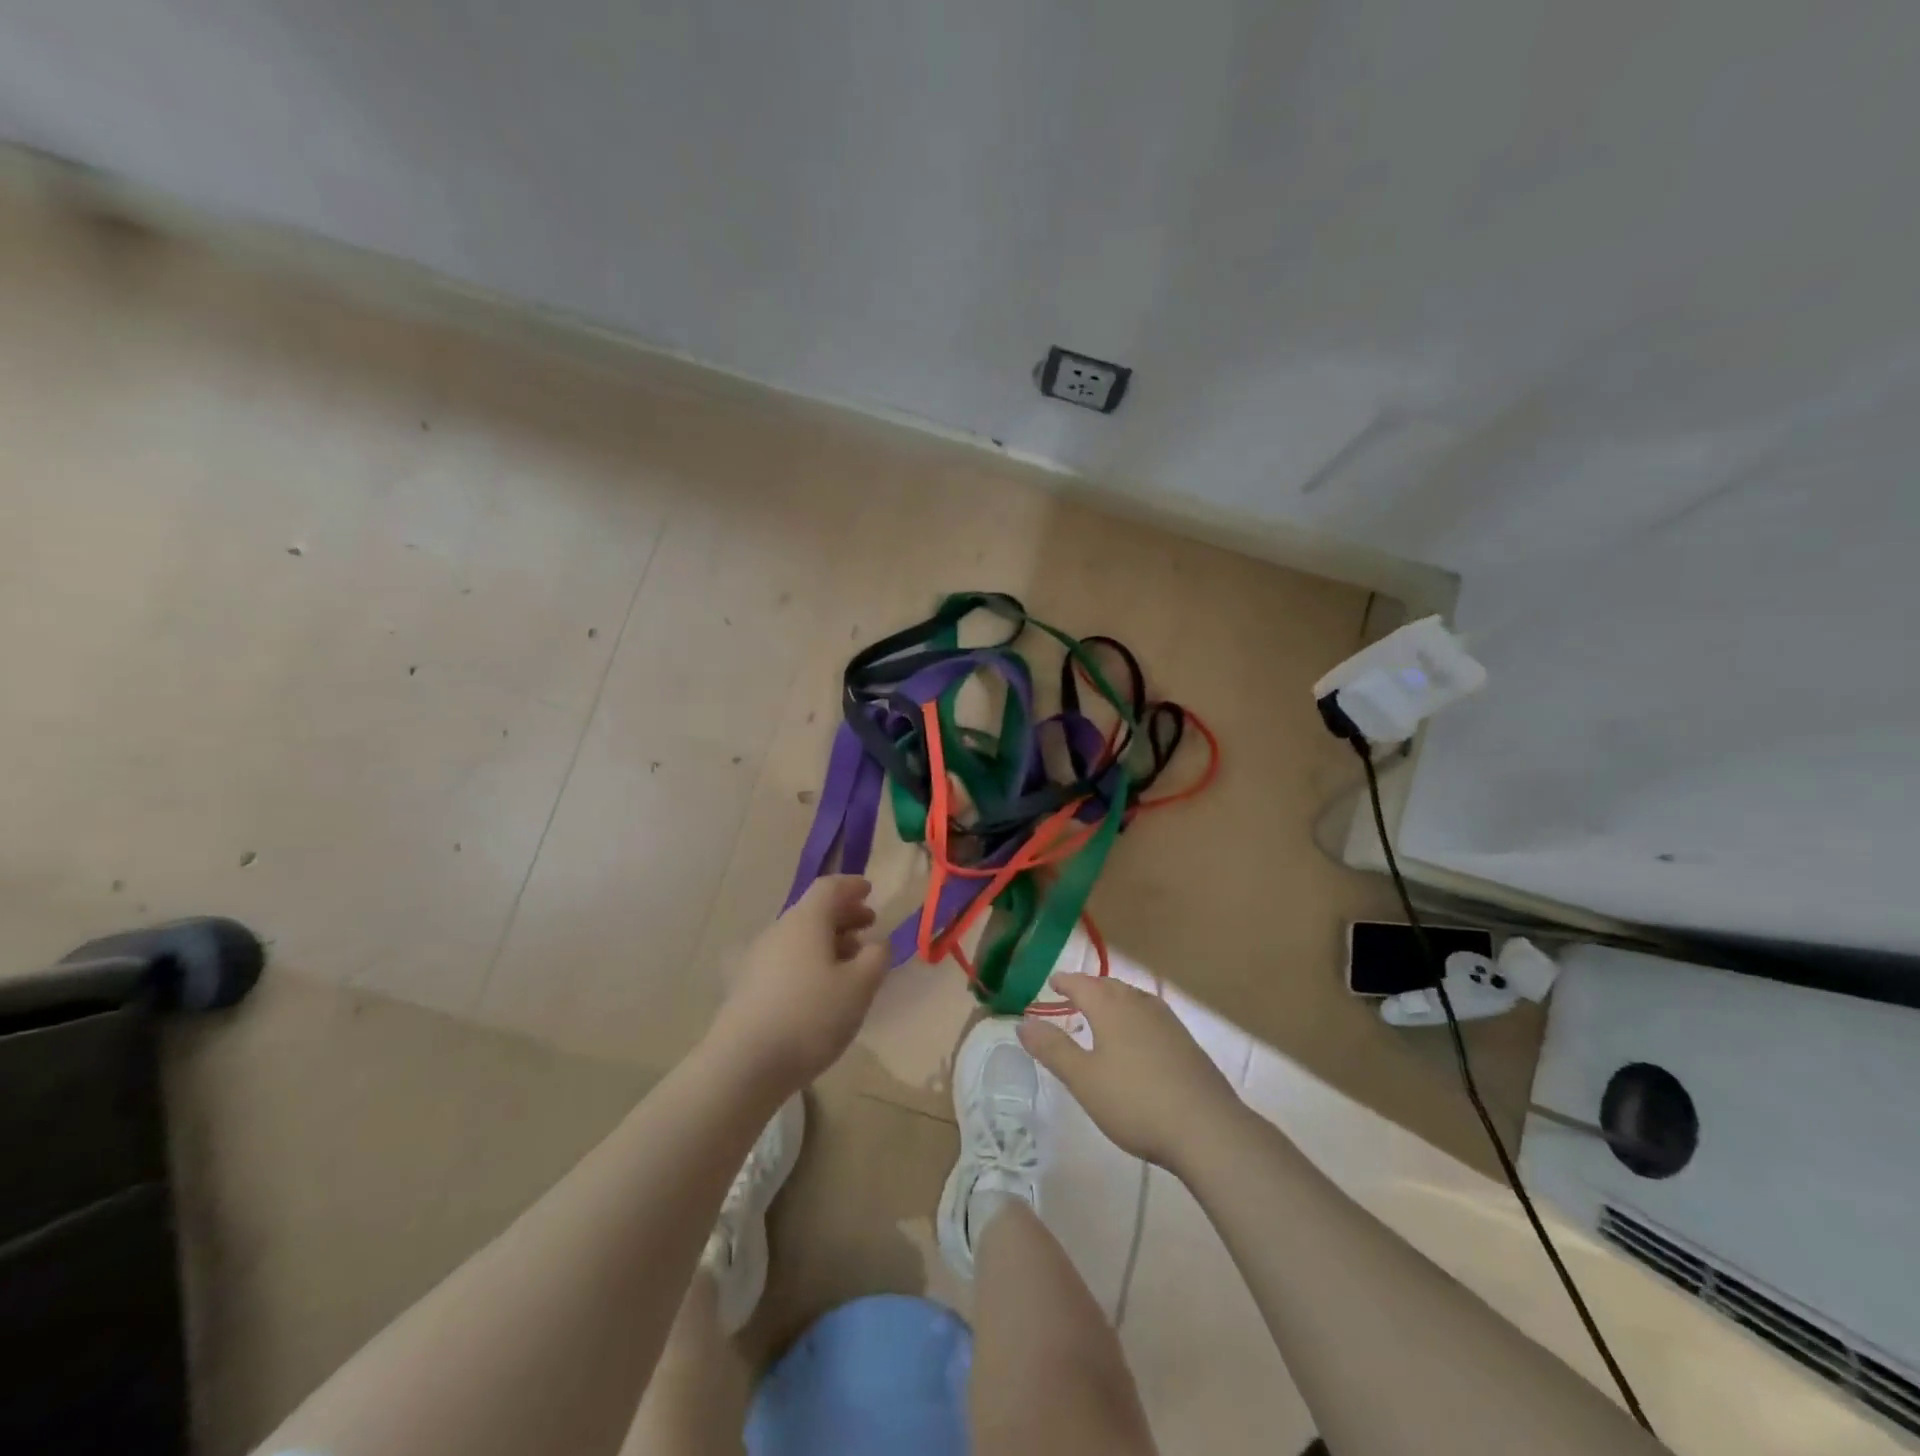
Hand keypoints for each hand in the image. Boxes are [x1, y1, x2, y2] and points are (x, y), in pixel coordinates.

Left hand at [705, 876, 889, 1099]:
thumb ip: (876, 958)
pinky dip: (809, 961)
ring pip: (799, 937)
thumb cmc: (810, 1015)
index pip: (829, 887)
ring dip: (828, 940)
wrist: (744, 1064)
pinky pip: (786, 960)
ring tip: (851, 961)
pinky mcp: (747, 987)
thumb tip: (877, 943)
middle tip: (868, 925)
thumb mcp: (859, 987)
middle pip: (813, 911)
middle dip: (843, 915)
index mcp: (806, 920)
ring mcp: (758, 959)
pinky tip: (822, 988)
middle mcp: (779, 931)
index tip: (869, 890)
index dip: (851, 886)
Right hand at [1018, 973, 1243, 1171]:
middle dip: (1089, 988)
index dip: (1064, 982)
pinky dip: (1133, 1016)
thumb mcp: (1084, 1079)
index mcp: (1110, 1007)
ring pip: (1132, 998)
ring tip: (1102, 1013)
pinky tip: (1137, 1038)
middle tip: (1073, 995)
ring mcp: (1167, 1021)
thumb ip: (1053, 1048)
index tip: (1051, 982)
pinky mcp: (1186, 1042)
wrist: (1206, 1127)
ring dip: (1113, 1000)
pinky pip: (1150, 1016)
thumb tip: (1023, 1022)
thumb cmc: (1135, 1101)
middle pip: (1109, 986)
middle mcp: (1139, 1003)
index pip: (1081, 983)